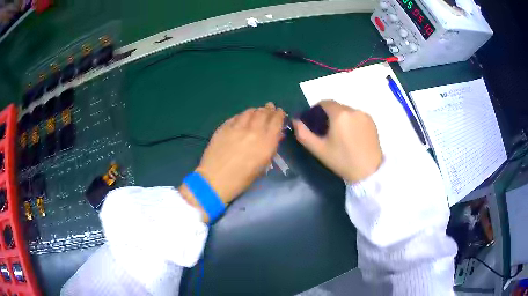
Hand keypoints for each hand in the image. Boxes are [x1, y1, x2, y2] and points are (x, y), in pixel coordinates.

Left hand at [180, 103, 284, 218]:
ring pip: (249, 112)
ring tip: (257, 112)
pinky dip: (242, 116)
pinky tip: (242, 118)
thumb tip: (276, 135)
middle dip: (268, 109)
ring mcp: (237, 127)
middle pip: (263, 113)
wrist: (216, 180)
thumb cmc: (242, 179)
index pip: (276, 121)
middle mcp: (254, 131)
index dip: (279, 114)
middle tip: (269, 108)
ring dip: (255, 111)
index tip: (279, 112)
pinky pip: (236, 117)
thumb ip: (270, 147)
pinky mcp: (224, 127)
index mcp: (266, 142)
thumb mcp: (262, 166)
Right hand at [293, 100, 381, 182]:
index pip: (324, 103)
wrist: (369, 172)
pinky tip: (353, 137)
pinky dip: (352, 122)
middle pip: (337, 107)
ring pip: (348, 112)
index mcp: (339, 114)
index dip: (317, 110)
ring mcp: (364, 115)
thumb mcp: (319, 150)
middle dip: (330, 116)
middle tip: (327, 132)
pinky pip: (358, 117)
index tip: (315, 122)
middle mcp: (353, 110)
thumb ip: (303, 134)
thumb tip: (295, 121)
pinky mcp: (372, 122)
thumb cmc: (342, 161)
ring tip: (342, 136)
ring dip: (342, 119)